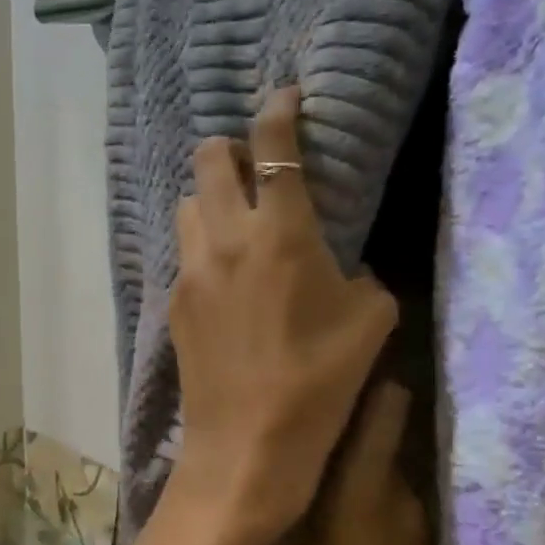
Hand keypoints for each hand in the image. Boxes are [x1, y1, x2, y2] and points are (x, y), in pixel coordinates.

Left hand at [168, 85, 397, 544]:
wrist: (246, 447)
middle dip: (230, 147)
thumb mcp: (370, 325)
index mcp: (281, 234)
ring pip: (189, 204)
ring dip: (211, 197)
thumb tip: (345, 267)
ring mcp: (192, 269)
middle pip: (208, 159)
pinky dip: (203, 243)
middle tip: (257, 164)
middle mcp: (226, 238)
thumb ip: (361, 278)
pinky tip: (225, 274)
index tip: (287, 97)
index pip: (274, 147)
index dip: (279, 110)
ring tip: (238, 220)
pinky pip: (184, 251)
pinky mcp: (175, 302)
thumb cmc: (319, 385)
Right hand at [253, 380, 448, 544]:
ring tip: (300, 458)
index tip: (323, 360)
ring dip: (345, 457)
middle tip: (292, 410)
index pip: (380, 409)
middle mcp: (396, 498)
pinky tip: (325, 508)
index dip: (359, 377)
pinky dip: (360, 491)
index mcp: (359, 496)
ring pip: (378, 467)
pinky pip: (386, 499)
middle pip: (374, 431)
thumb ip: (264, 512)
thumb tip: (250, 461)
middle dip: (339, 415)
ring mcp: (414, 526)